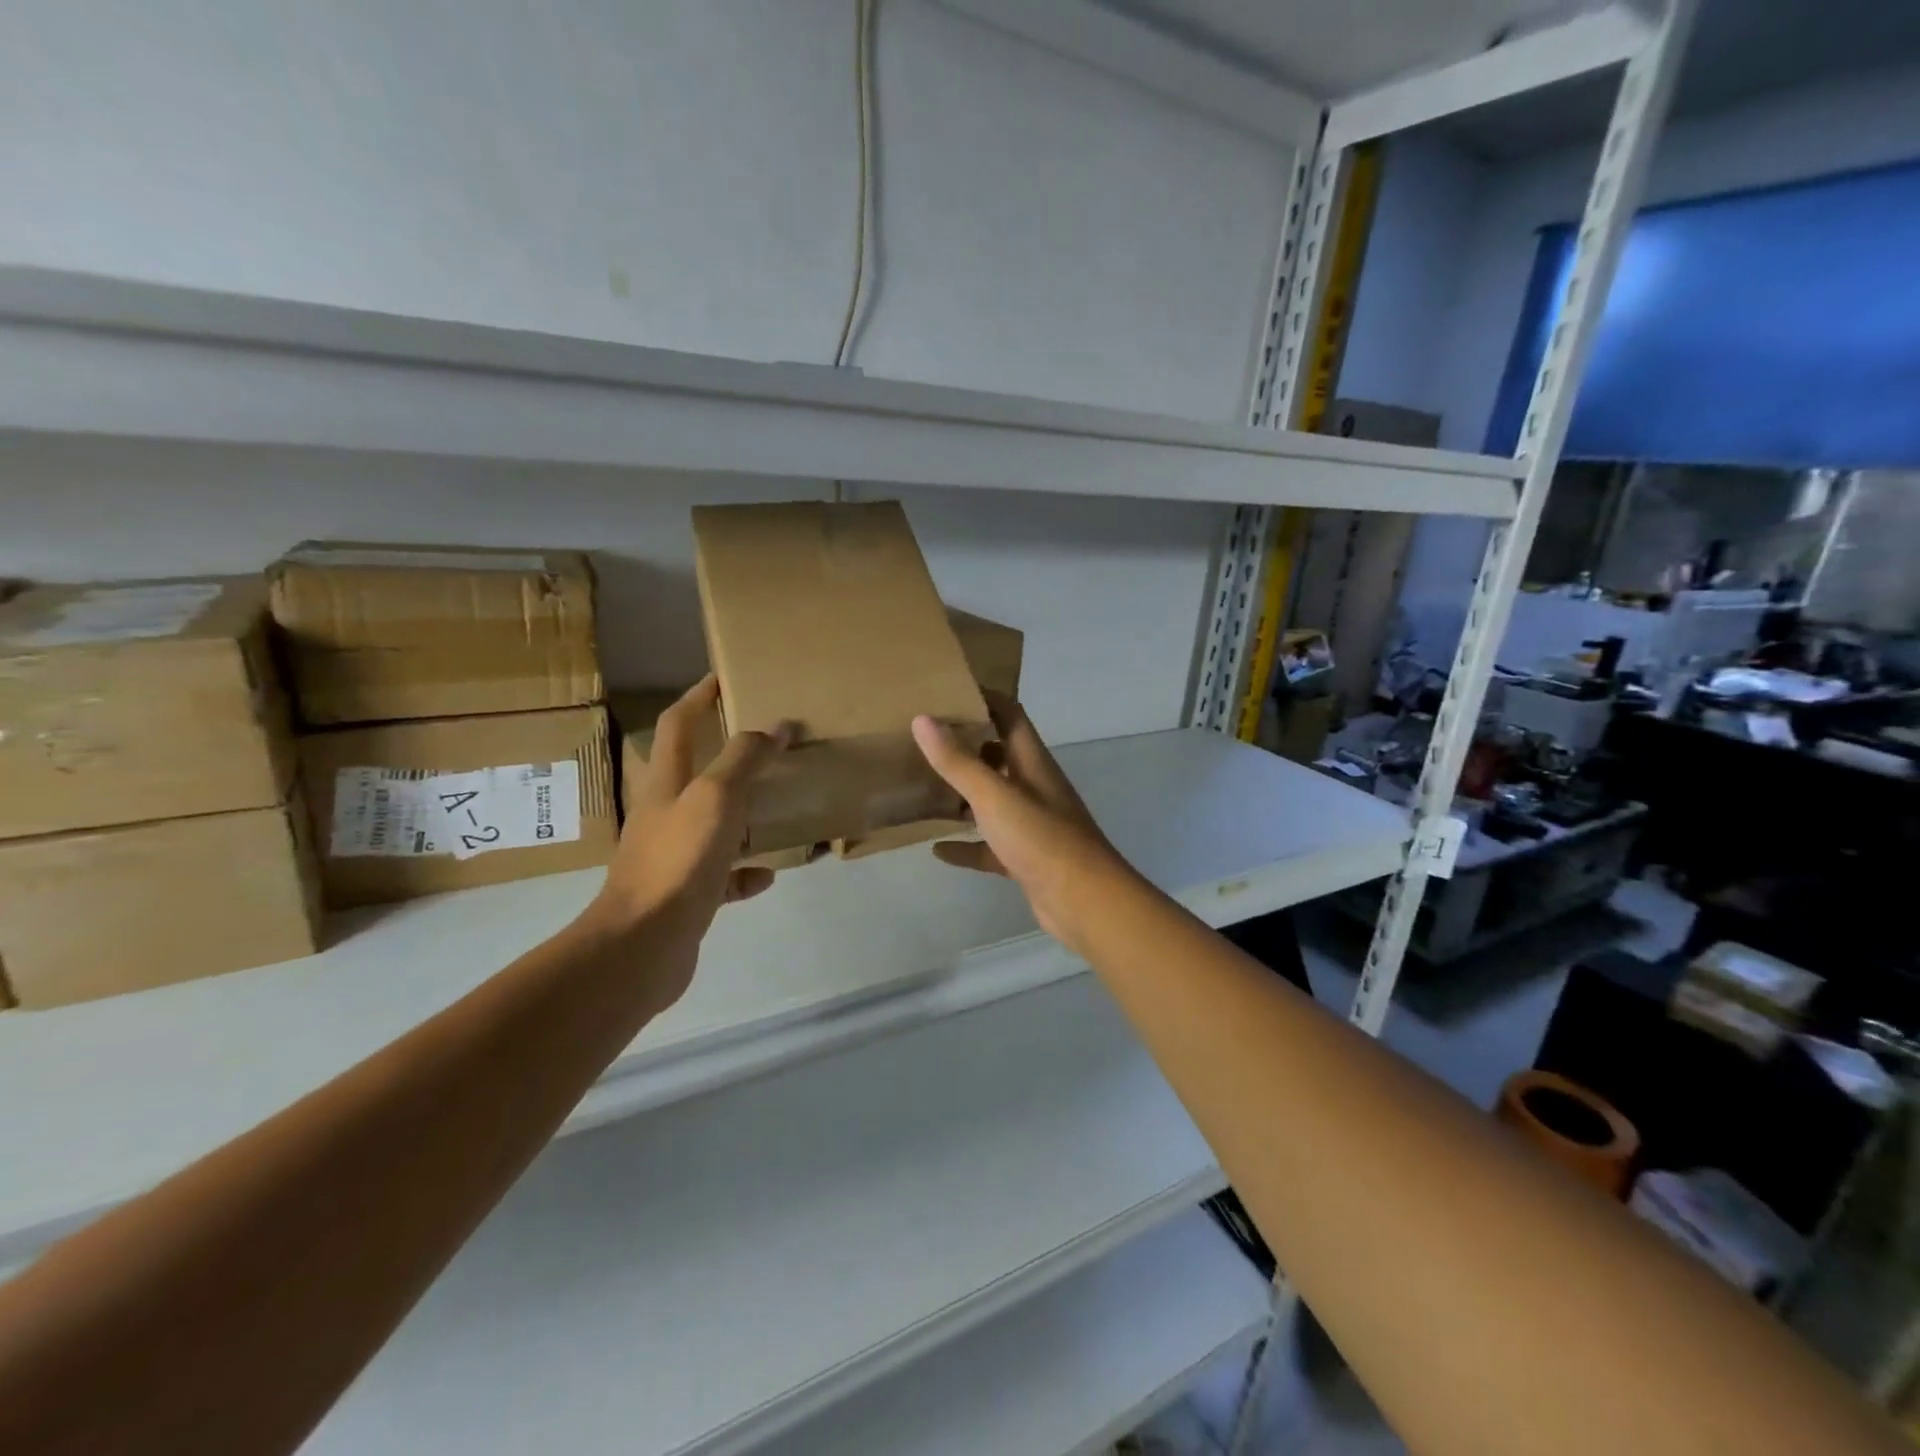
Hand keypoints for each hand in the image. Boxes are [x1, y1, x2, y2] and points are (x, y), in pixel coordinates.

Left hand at [586, 676, 789, 993]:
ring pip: (713, 824)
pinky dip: (746, 871)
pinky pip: (723, 876)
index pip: (678, 725)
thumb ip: (745, 759)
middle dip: (728, 754)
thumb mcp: (716, 798)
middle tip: (767, 743)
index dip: (698, 698)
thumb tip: (776, 727)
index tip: (723, 678)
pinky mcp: (687, 896)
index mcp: (666, 784)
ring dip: (743, 813)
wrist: (643, 946)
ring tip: (779, 804)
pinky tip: (771, 872)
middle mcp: (665, 815)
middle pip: (696, 773)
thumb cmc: (678, 860)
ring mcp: (674, 857)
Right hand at [912, 691, 1135, 952]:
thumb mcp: (994, 795)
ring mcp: (1031, 824)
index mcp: (1032, 762)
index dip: (984, 697)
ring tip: (923, 786)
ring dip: (963, 794)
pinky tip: (937, 849)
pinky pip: (988, 846)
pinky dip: (965, 846)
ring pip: (992, 800)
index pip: (1010, 714)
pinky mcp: (1024, 858)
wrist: (1084, 902)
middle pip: (999, 754)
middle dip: (966, 744)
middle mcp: (1033, 786)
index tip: (948, 689)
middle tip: (924, 738)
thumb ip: (958, 761)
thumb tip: (923, 719)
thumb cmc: (1041, 839)